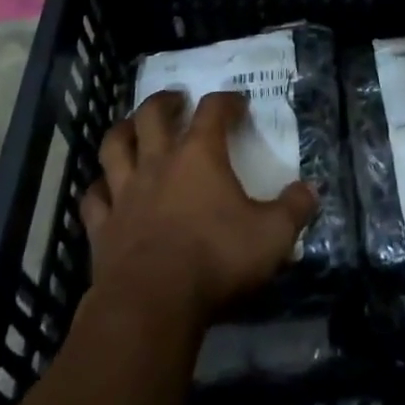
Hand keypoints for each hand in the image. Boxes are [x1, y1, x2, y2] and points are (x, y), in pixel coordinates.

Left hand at [79, 91, 317, 328]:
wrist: (152, 303)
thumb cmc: (216, 260)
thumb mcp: (271, 236)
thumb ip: (294, 210)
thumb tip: (311, 190)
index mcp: (199, 156)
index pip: (212, 111)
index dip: (226, 101)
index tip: (237, 103)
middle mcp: (157, 163)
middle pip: (152, 115)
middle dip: (165, 102)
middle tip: (175, 101)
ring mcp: (124, 192)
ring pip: (115, 146)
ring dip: (123, 131)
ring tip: (132, 128)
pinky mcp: (102, 226)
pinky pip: (93, 198)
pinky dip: (99, 189)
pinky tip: (104, 190)